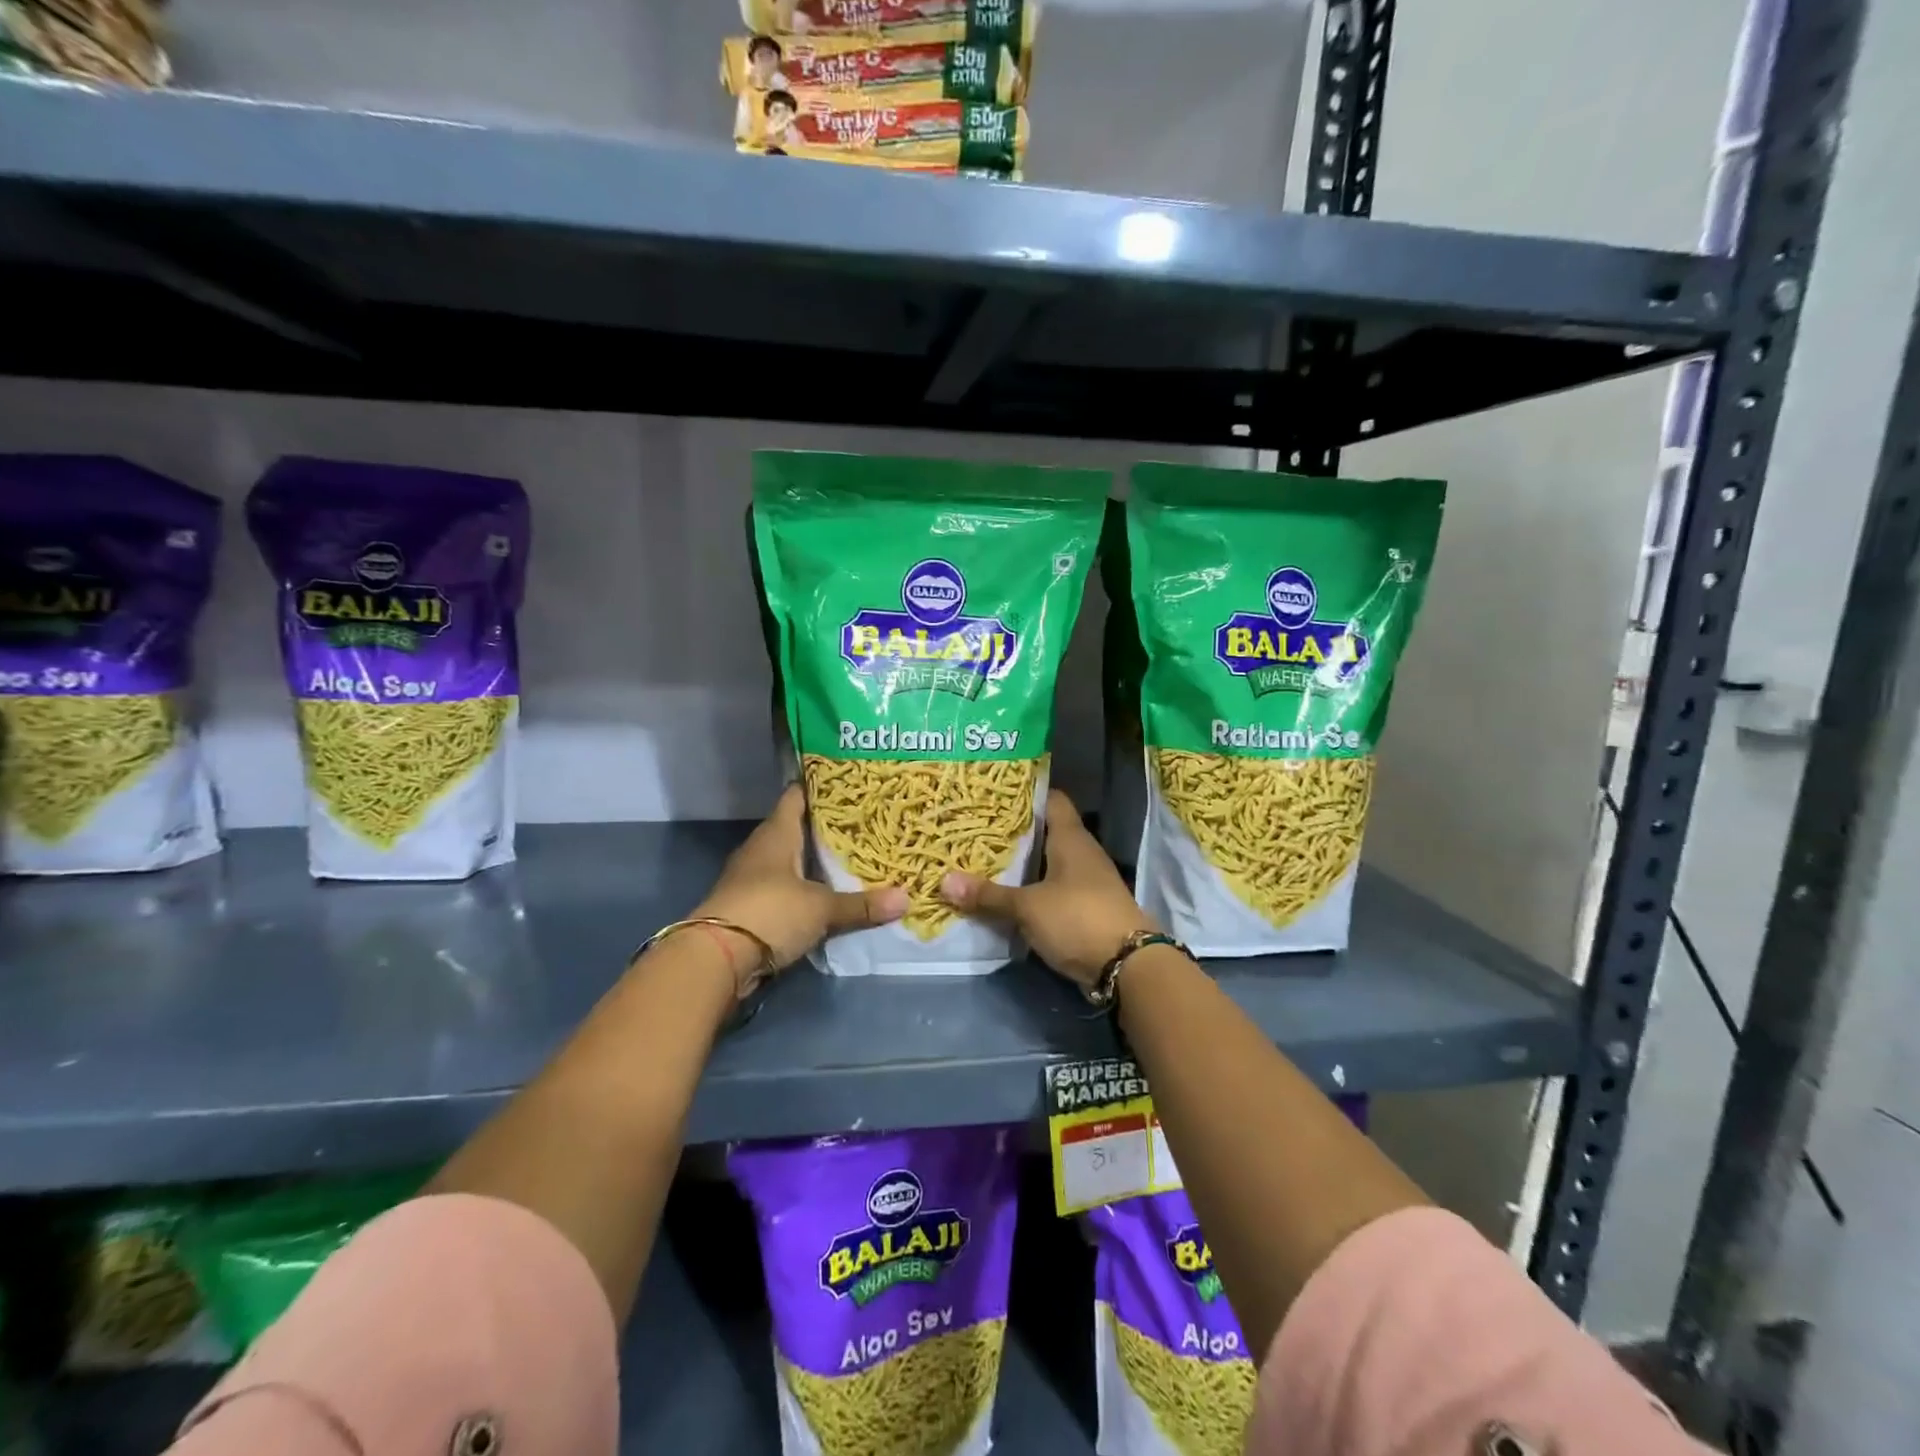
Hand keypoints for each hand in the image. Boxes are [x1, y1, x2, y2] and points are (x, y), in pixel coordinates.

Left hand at [691, 784, 906, 986]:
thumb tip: (906, 899)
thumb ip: (861, 904)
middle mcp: (761, 848)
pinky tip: (827, 895)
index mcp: (776, 833)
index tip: (849, 783)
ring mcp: (751, 878)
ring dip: (814, 862)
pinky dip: (804, 889)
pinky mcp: (749, 906)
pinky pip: (783, 889)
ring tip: (853, 858)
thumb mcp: (821, 909)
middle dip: (826, 828)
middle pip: (796, 829)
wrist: (716, 958)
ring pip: (789, 860)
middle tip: (864, 823)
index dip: (821, 788)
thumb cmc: (770, 912)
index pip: (797, 796)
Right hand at [940, 790, 1156, 989]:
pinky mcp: (1086, 908)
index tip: (994, 794)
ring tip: (983, 860)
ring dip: (1022, 865)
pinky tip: (1007, 896)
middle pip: (1046, 832)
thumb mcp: (1027, 907)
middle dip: (1014, 832)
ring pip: (1048, 863)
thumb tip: (944, 881)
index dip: (1026, 793)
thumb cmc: (1078, 918)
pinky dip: (1032, 890)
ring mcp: (1087, 882)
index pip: (1051, 799)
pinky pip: (1053, 890)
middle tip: (976, 828)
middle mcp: (1082, 853)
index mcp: (1071, 838)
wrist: (1128, 965)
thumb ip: (989, 895)